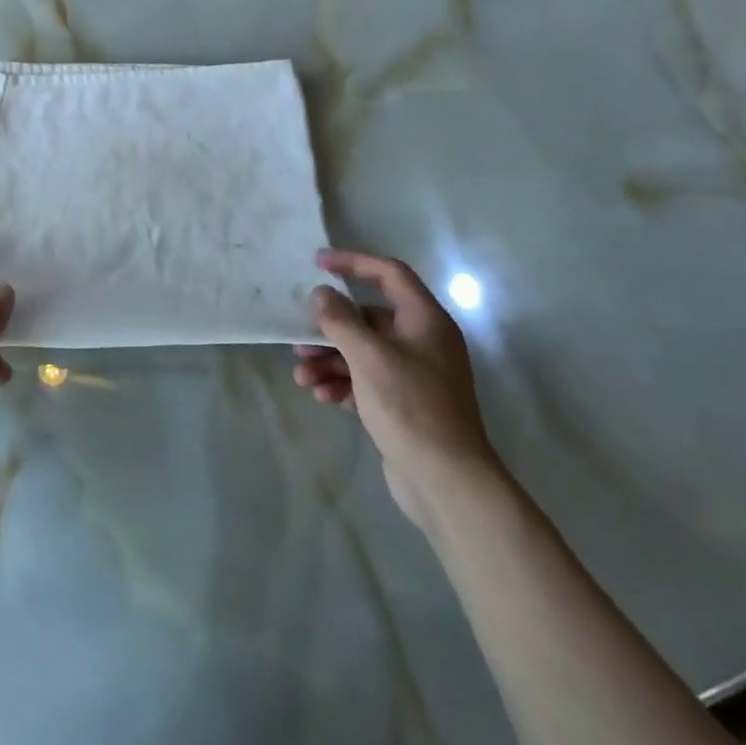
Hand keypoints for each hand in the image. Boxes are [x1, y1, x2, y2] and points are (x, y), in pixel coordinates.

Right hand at [294, 249, 496, 526]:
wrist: (446, 481)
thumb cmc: (410, 407)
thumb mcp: (369, 357)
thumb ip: (340, 320)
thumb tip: (320, 294)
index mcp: (425, 320)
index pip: (389, 274)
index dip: (354, 263)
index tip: (318, 264)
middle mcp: (423, 341)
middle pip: (369, 318)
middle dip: (331, 328)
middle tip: (299, 339)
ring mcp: (415, 375)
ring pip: (364, 352)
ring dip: (331, 360)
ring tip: (302, 377)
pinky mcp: (404, 404)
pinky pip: (367, 380)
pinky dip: (344, 384)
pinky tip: (322, 396)